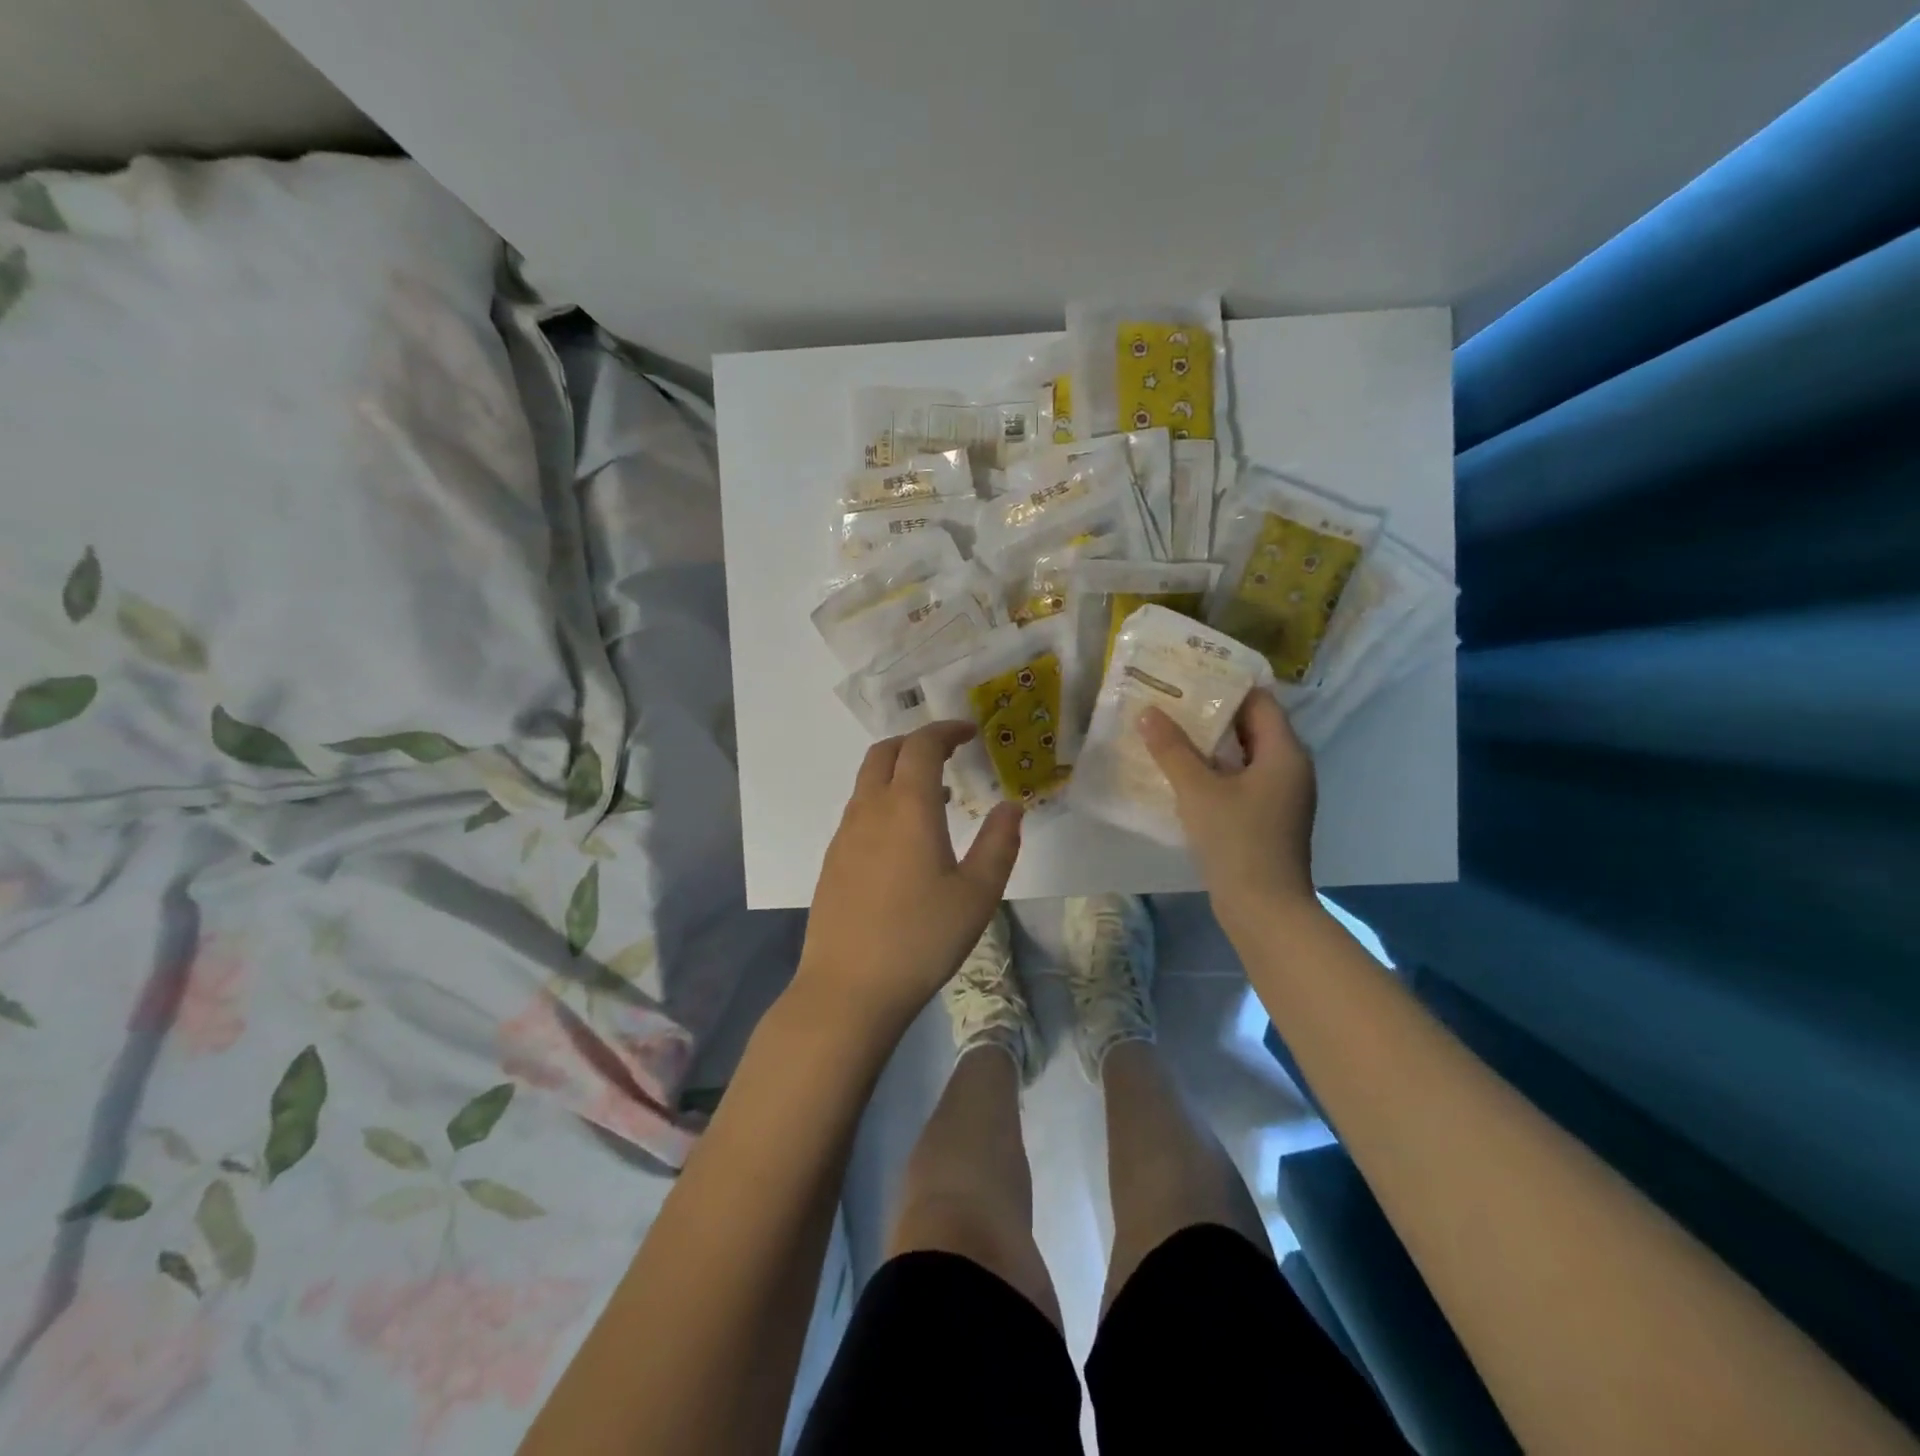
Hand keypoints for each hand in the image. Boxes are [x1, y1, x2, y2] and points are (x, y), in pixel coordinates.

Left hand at [795, 721, 1022, 1038]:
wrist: (849, 988)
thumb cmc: (921, 938)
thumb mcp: (977, 894)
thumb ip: (999, 843)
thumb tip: (1011, 806)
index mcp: (907, 807)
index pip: (922, 745)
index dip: (946, 730)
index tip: (970, 731)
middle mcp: (870, 809)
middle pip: (885, 752)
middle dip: (917, 742)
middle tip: (949, 753)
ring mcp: (844, 835)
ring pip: (868, 781)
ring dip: (899, 772)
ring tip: (934, 797)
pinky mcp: (832, 860)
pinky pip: (859, 810)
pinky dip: (884, 801)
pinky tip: (904, 839)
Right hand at [1139, 689, 1317, 929]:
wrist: (1264, 910)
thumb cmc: (1237, 842)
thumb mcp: (1198, 791)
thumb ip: (1172, 749)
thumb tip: (1148, 712)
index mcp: (1285, 752)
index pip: (1259, 701)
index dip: (1226, 684)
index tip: (1190, 674)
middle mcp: (1290, 767)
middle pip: (1252, 726)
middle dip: (1212, 713)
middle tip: (1171, 699)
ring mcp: (1281, 795)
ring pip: (1245, 755)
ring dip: (1211, 743)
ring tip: (1169, 729)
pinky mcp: (1268, 818)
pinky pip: (1242, 779)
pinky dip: (1216, 770)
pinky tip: (1182, 772)